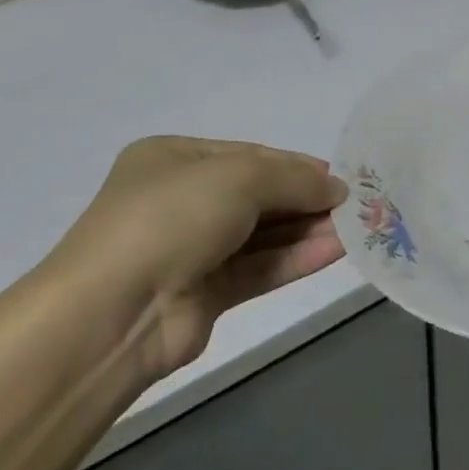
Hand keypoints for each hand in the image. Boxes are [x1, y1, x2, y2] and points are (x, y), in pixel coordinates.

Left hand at [43, 138, 346, 379]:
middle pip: (259, 195)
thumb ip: (295, 180)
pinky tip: (335, 250)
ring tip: (355, 228)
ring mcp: (191, 249)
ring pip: (262, 234)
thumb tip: (338, 188)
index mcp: (174, 159)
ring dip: (307, 230)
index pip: (250, 156)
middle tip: (354, 205)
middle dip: (306, 199)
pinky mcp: (204, 293)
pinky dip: (296, 258)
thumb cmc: (172, 218)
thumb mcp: (240, 178)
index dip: (296, 166)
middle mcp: (182, 200)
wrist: (112, 313)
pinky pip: (259, 267)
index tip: (339, 177)